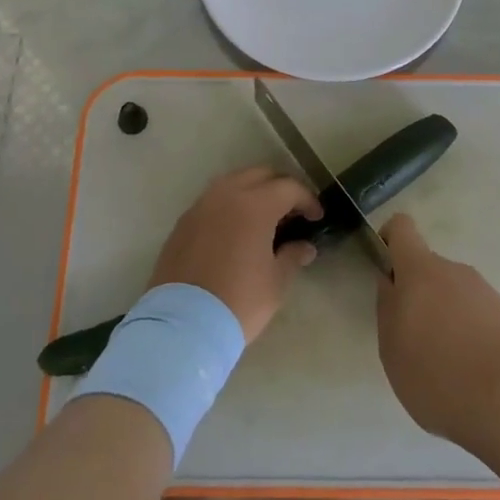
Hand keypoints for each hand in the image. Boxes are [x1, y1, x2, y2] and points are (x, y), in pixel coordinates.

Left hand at [149, 167, 322, 341]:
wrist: (183, 324)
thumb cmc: (239, 301)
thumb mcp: (276, 282)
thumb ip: (292, 256)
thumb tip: (304, 247)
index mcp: (254, 204)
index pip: (288, 188)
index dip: (307, 199)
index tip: (316, 217)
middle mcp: (226, 195)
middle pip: (260, 175)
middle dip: (280, 188)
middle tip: (292, 212)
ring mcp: (201, 206)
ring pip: (233, 183)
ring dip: (252, 192)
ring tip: (263, 219)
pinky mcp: (183, 222)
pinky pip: (212, 201)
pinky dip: (229, 206)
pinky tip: (235, 231)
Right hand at [376, 213, 499, 446]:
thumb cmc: (435, 374)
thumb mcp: (391, 346)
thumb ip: (387, 306)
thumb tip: (391, 282)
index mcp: (420, 270)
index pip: (401, 227)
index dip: (390, 240)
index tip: (386, 270)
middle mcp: (454, 270)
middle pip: (428, 269)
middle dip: (418, 295)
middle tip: (414, 339)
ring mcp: (485, 292)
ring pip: (454, 293)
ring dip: (445, 315)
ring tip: (445, 363)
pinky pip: (477, 314)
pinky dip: (469, 332)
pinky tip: (471, 371)